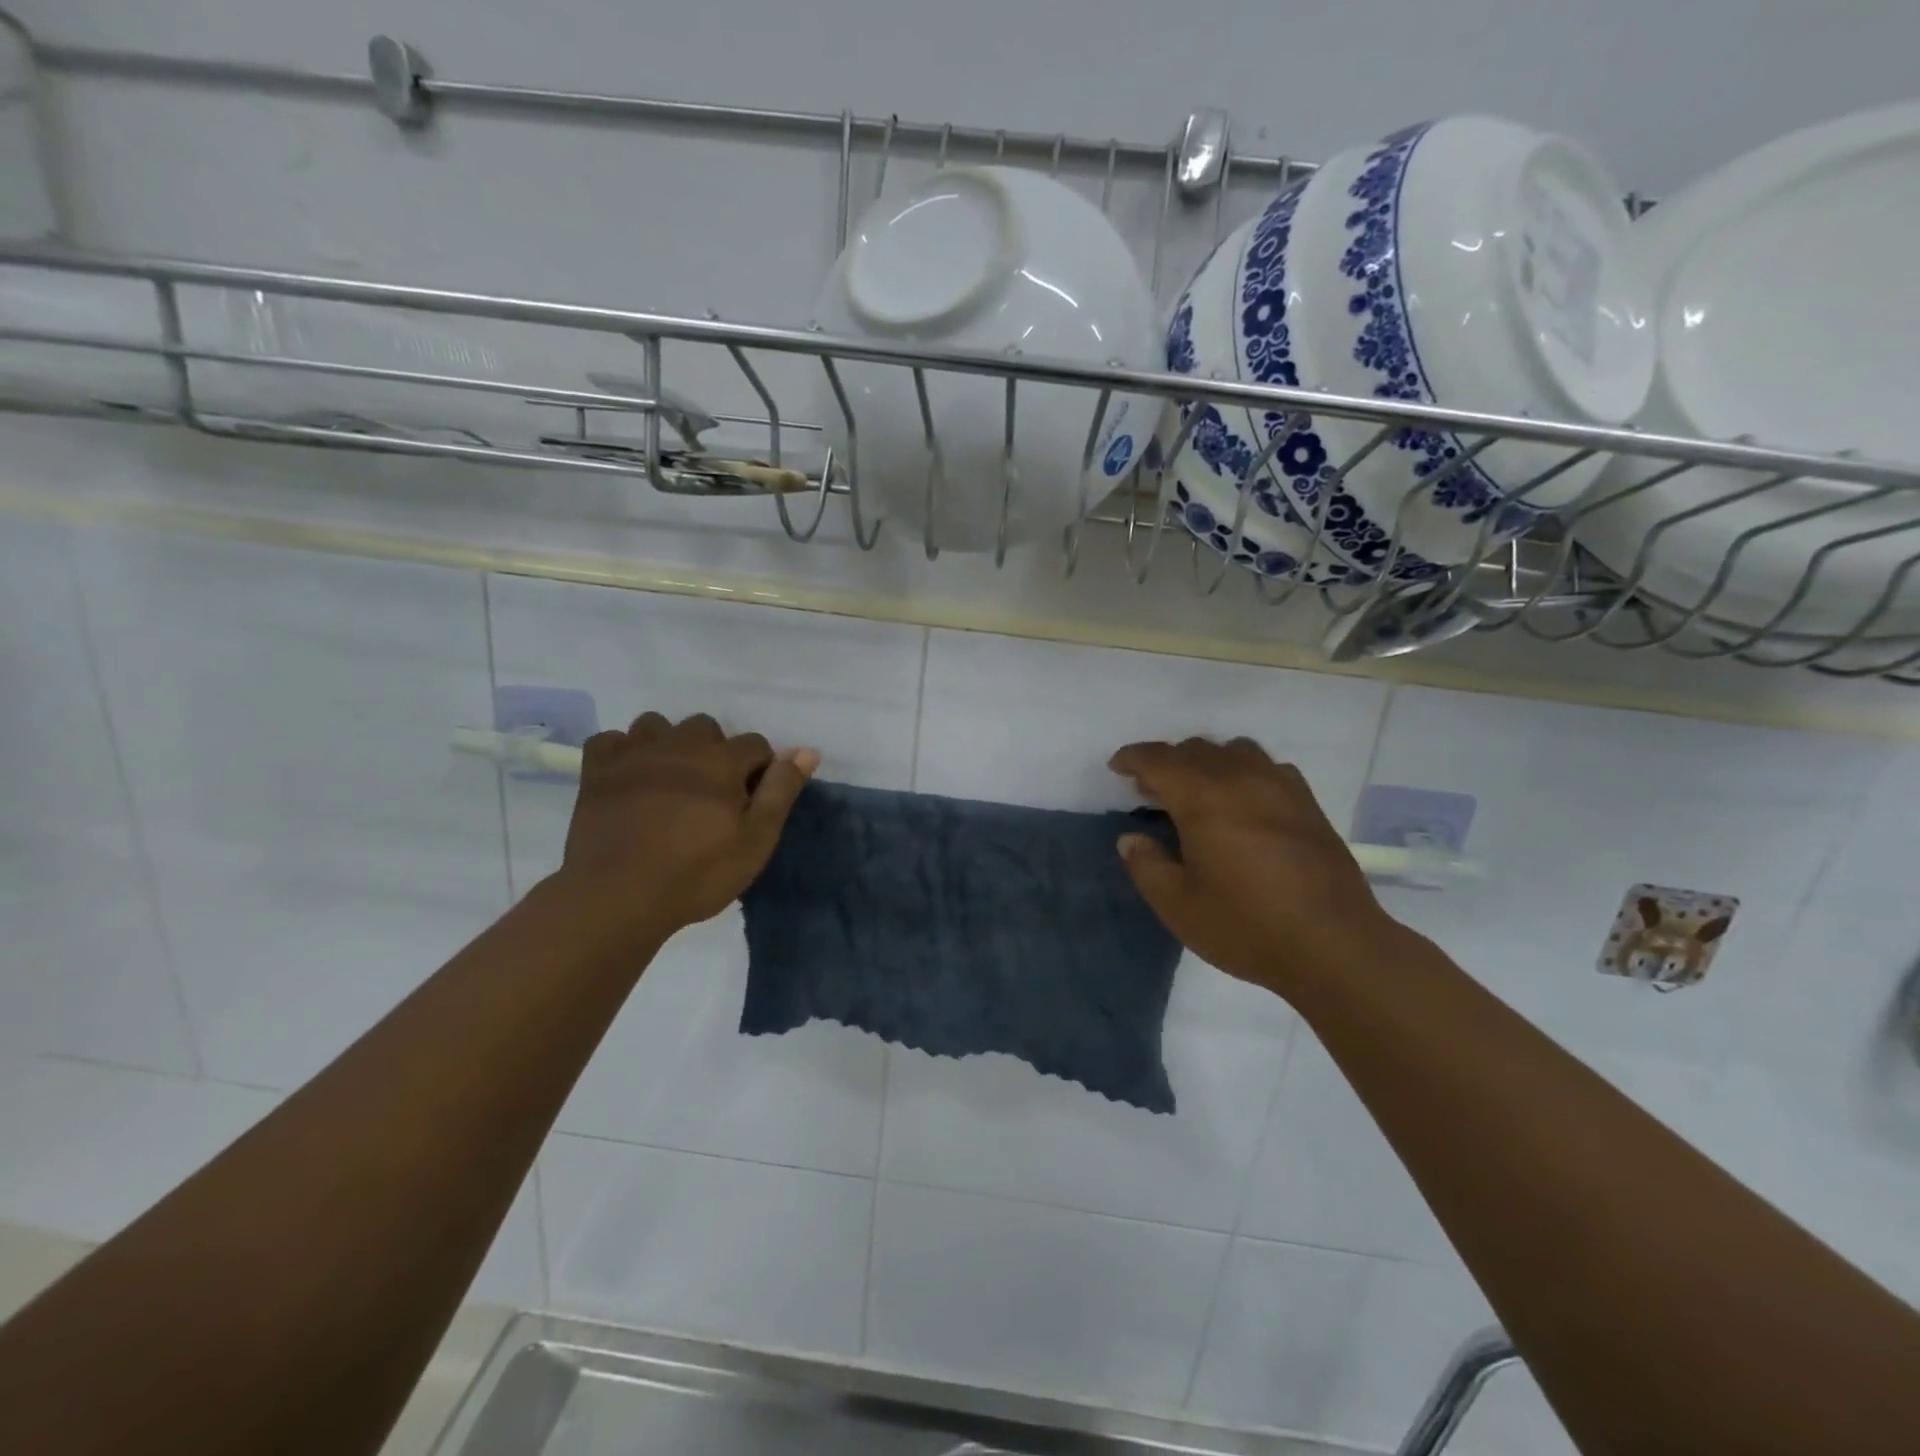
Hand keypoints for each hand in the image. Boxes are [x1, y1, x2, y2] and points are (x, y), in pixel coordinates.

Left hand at [558, 712, 819, 939]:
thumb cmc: (697, 873)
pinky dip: (622, 752)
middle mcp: (679, 745)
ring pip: (656, 725)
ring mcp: (633, 755)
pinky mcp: (597, 771)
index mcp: (721, 761)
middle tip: (711, 792)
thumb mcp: (756, 840)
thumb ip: (781, 790)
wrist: (619, 897)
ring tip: (669, 780)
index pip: (755, 744)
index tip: (751, 799)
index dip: (760, 769)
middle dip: (715, 750)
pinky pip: (610, 740)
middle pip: (705, 726)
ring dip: (668, 744)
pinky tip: (629, 776)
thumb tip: (807, 751)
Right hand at [1110, 736, 1404, 996]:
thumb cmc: (1247, 926)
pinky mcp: (1307, 803)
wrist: (1335, 945)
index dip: (1133, 758)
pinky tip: (1244, 802)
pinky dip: (1243, 772)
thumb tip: (1131, 839)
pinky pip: (1267, 766)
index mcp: (1203, 799)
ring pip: (1233, 750)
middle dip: (1167, 762)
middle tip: (1152, 792)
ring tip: (1198, 792)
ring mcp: (1280, 786)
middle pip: (1195, 749)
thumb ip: (1146, 865)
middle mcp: (1241, 779)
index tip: (1118, 768)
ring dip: (1206, 762)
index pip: (1159, 759)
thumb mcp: (1178, 906)